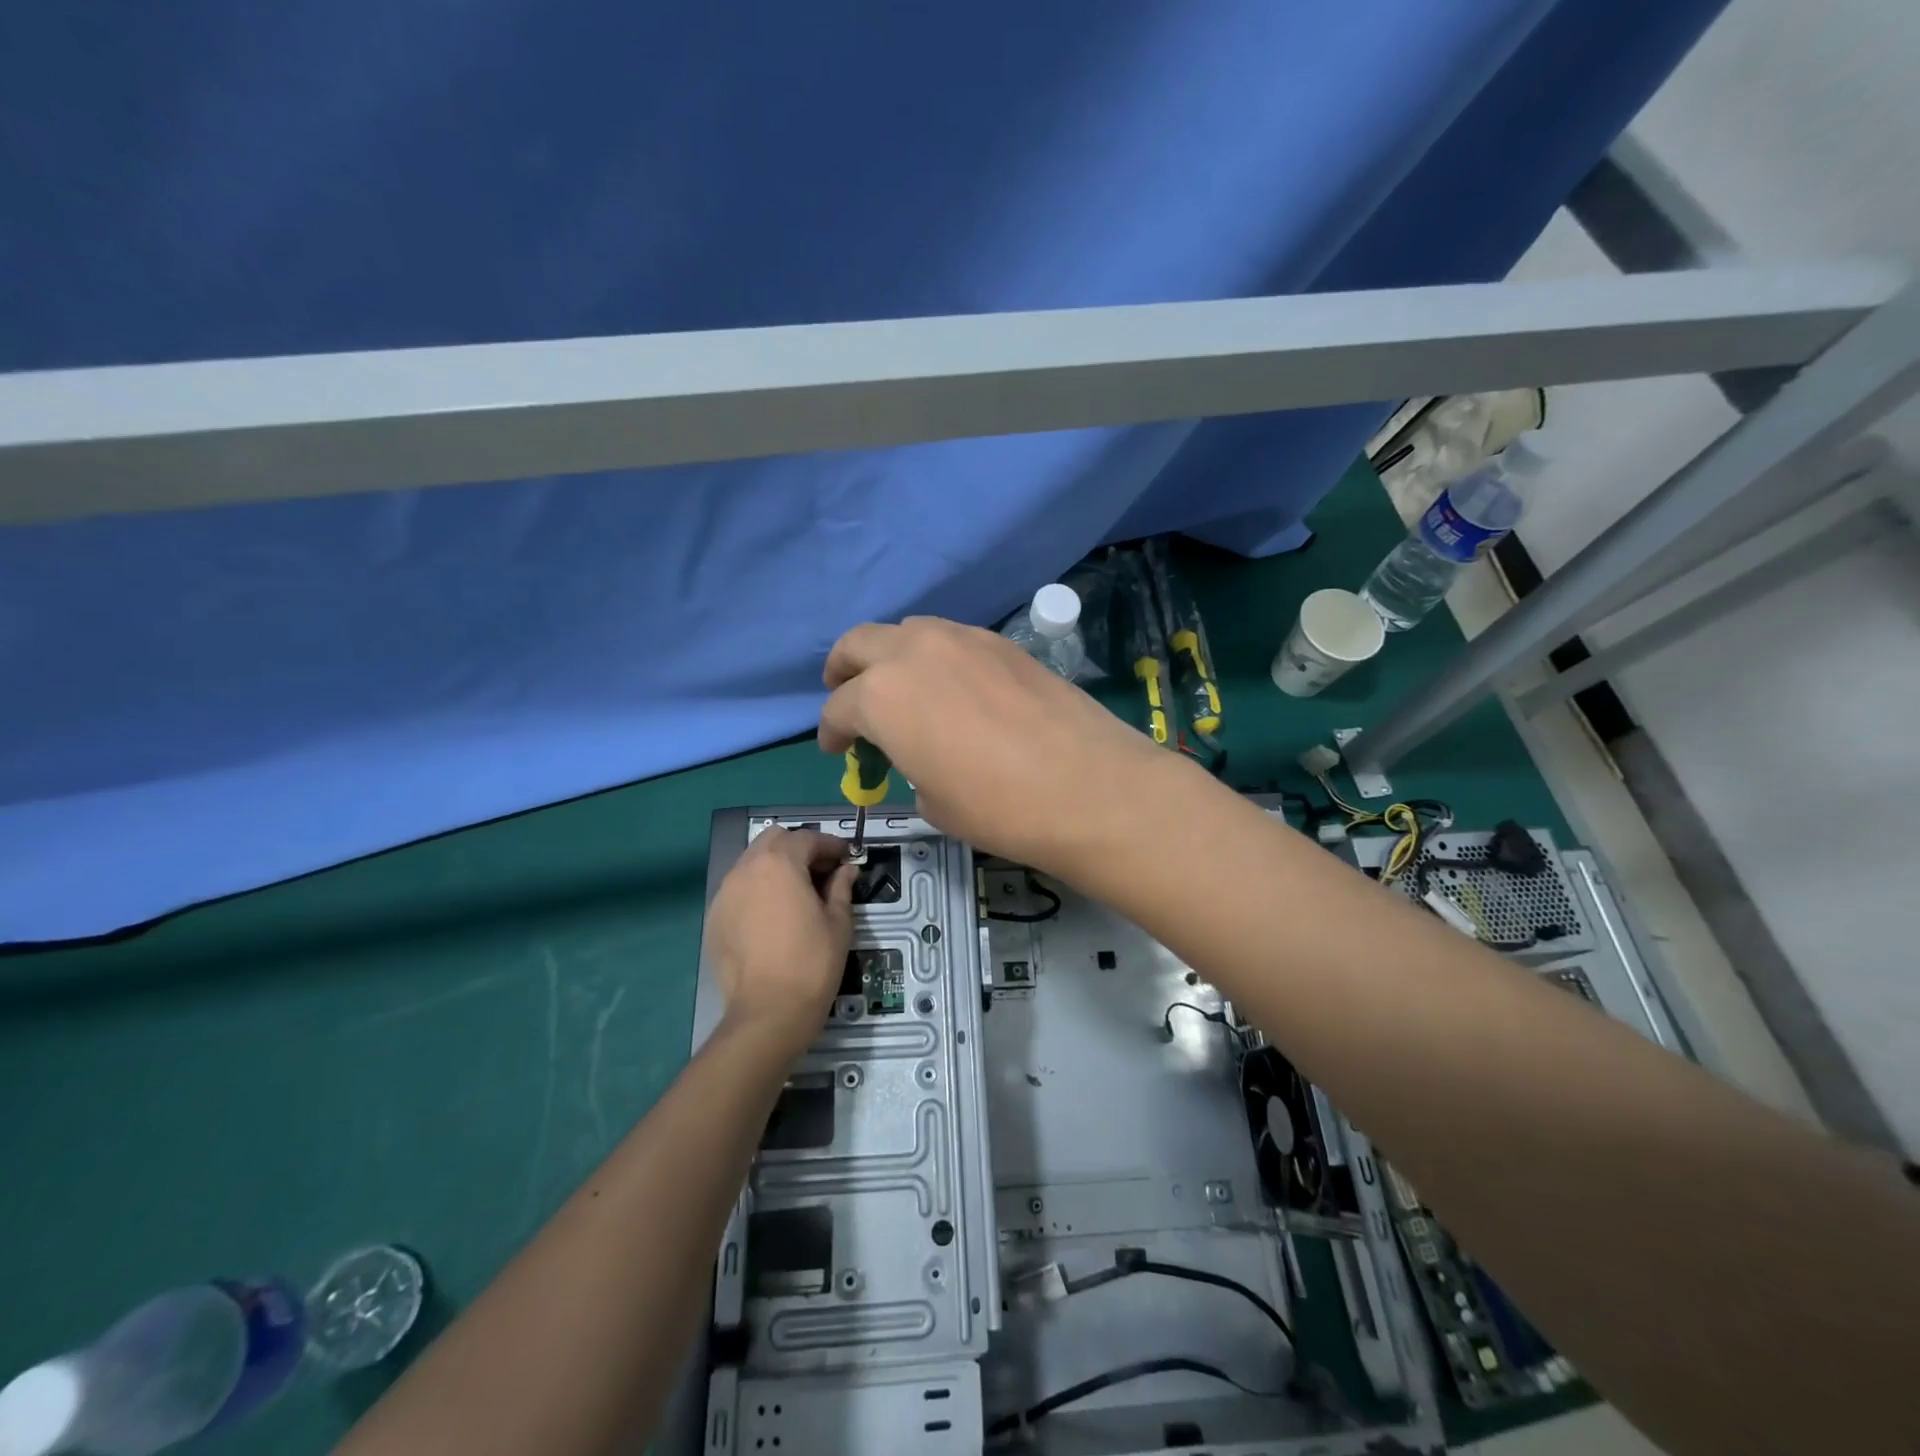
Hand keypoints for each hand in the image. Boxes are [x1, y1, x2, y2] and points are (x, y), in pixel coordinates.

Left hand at [706, 827, 856, 1056]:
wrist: (768, 1012)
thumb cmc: (812, 962)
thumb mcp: (838, 922)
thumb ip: (841, 887)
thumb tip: (846, 870)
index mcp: (780, 863)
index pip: (807, 838)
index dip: (830, 845)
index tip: (846, 859)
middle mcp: (746, 869)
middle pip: (773, 840)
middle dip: (798, 848)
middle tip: (820, 872)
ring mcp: (725, 893)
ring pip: (752, 863)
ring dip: (775, 867)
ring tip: (796, 893)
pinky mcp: (714, 918)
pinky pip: (738, 890)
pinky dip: (757, 891)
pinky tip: (772, 916)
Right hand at [818, 617, 1191, 878]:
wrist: (1088, 787)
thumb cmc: (998, 808)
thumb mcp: (934, 802)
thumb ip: (911, 766)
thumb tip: (922, 756)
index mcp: (882, 697)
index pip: (840, 709)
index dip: (832, 732)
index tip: (838, 749)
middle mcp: (914, 652)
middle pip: (859, 644)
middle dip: (844, 670)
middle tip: (846, 695)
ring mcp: (962, 639)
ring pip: (909, 631)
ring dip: (893, 656)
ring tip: (903, 688)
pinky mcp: (1002, 642)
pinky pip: (952, 639)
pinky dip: (937, 657)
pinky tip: (954, 687)